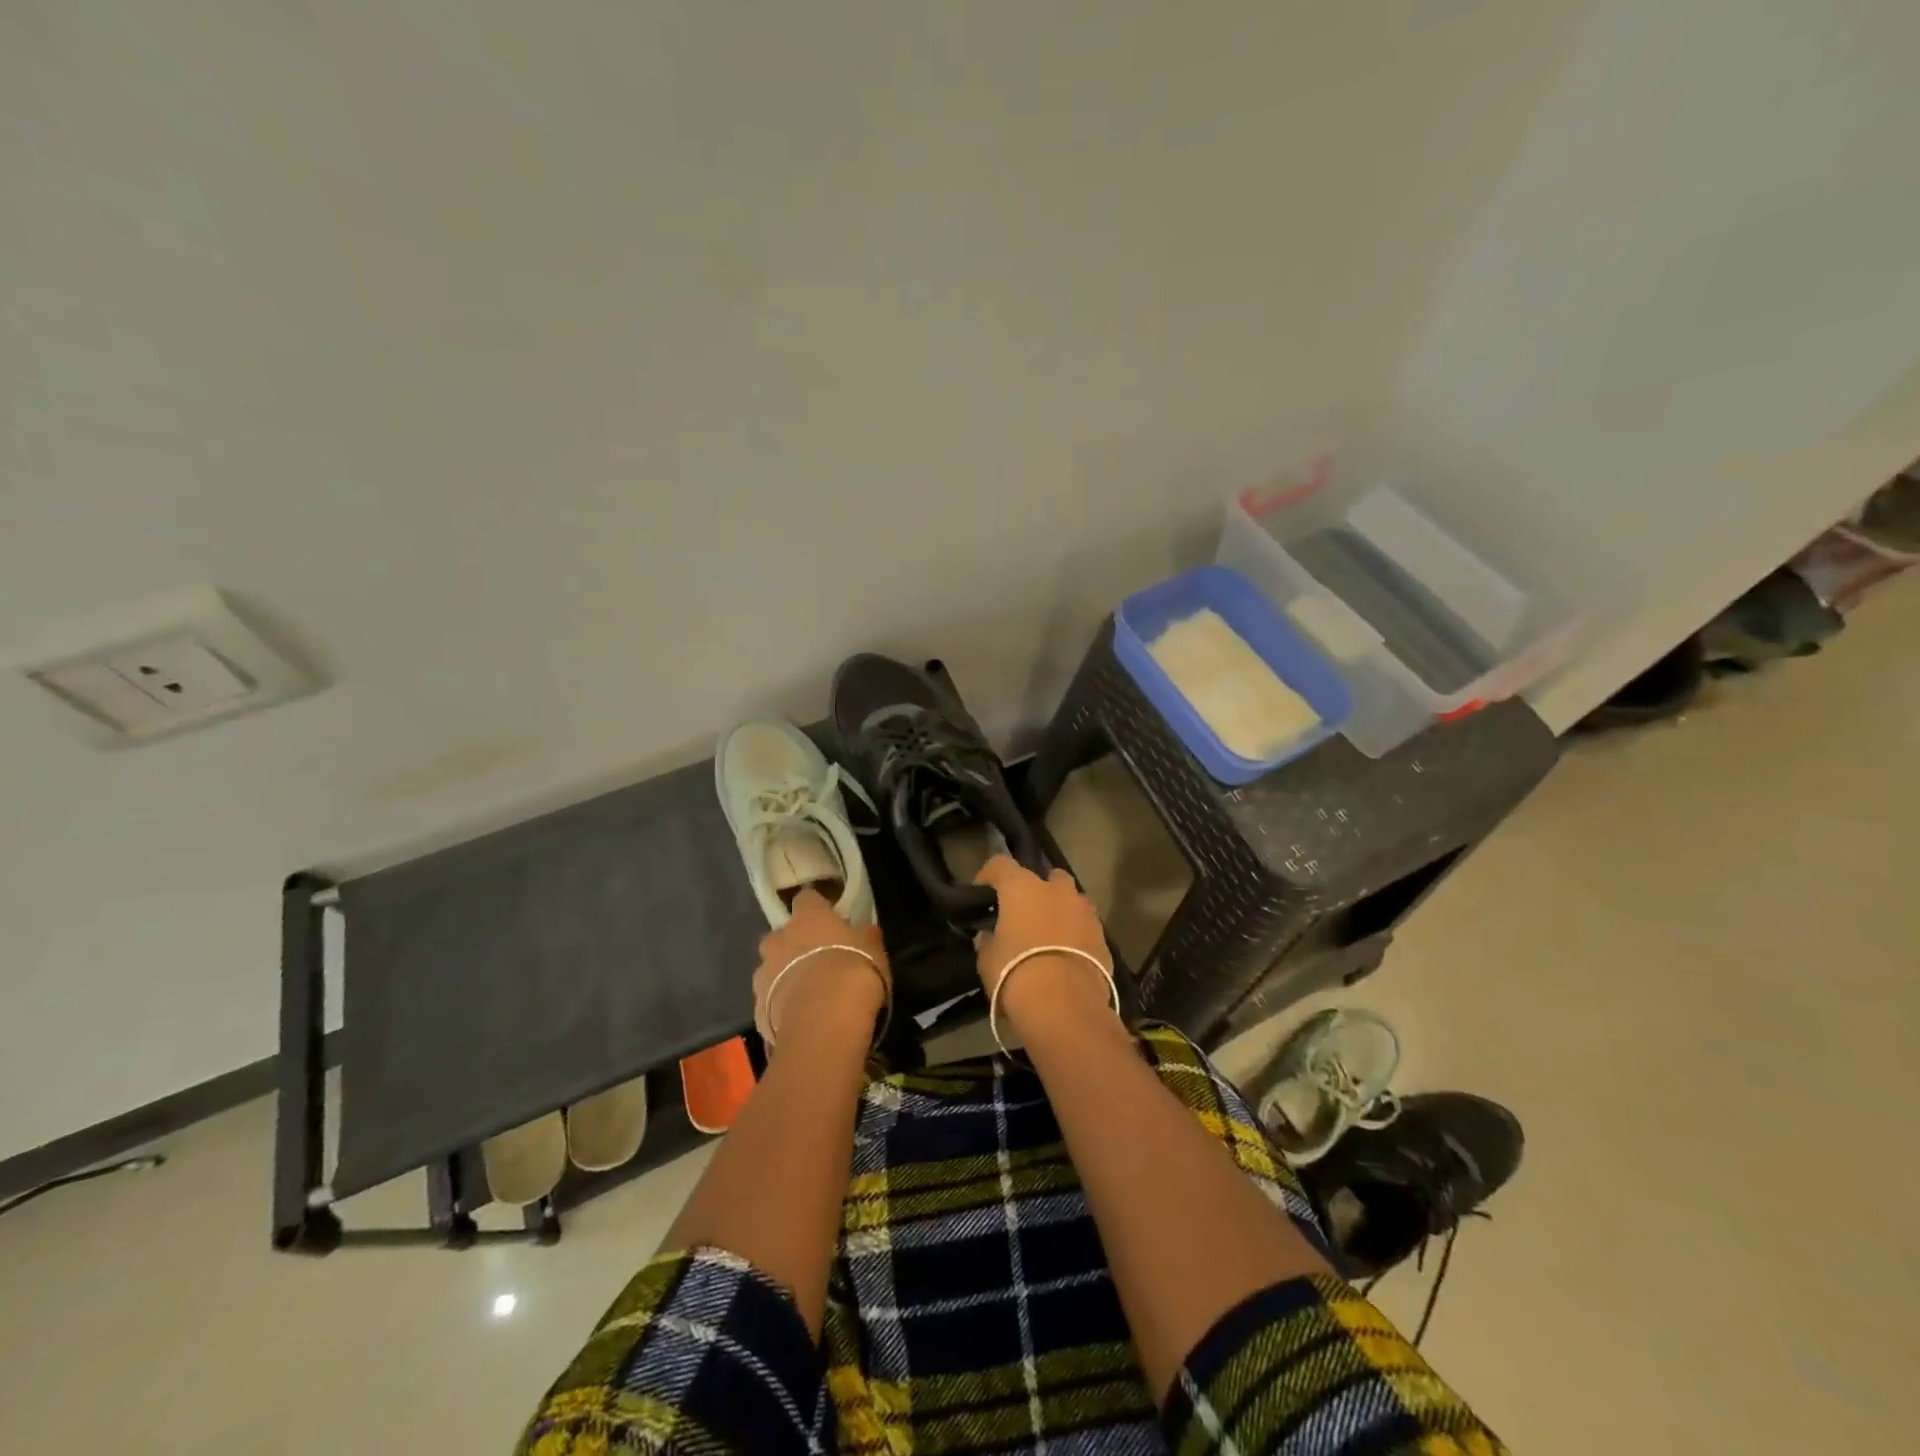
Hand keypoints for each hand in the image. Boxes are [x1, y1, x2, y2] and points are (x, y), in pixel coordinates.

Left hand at [753, 888, 889, 1047]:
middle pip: (781, 935)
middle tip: (815, 960)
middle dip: (794, 945)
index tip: (828, 918)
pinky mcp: (757, 1007)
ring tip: (806, 994)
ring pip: (770, 967)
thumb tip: (868, 929)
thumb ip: (866, 937)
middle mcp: (779, 939)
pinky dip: (779, 1005)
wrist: (825, 1021)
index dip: (816, 908)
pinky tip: (799, 1018)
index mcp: (808, 917)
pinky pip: (768, 1000)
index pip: (806, 899)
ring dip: (783, 975)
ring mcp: (763, 973)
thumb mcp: (874, 951)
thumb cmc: (854, 973)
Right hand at [972, 855, 1114, 1031]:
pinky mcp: (1103, 937)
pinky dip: (1076, 934)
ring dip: (1061, 910)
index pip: (1000, 864)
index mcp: (1022, 888)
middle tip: (1024, 913)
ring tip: (1049, 935)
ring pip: (1072, 900)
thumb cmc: (1016, 973)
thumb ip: (987, 942)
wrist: (1064, 1006)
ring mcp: (1085, 912)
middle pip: (1047, 876)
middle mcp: (1057, 890)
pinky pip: (1085, 927)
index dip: (989, 875)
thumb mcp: (988, 960)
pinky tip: (1067, 956)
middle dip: (1037, 889)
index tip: (983, 892)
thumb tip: (988, 937)